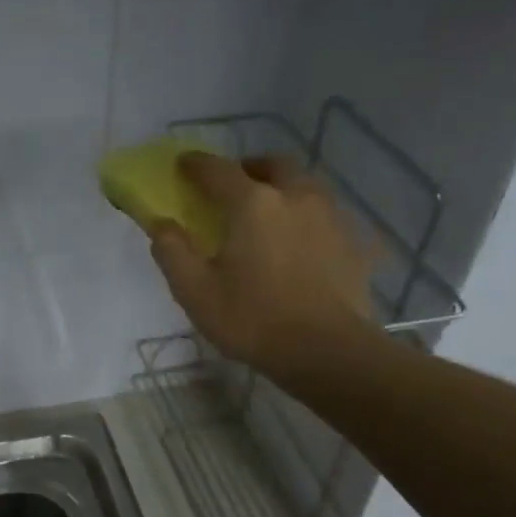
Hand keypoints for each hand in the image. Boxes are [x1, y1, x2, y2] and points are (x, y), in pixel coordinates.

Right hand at [150, 153, 381, 382]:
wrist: (328, 352)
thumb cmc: (253, 319)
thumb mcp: (195, 291)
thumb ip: (172, 251)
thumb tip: (161, 224)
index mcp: (253, 203)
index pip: (218, 170)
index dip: (196, 164)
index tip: (182, 164)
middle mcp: (295, 197)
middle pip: (273, 165)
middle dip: (250, 168)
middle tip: (234, 187)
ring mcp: (331, 218)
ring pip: (306, 186)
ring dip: (284, 188)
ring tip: (270, 213)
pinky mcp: (354, 243)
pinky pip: (328, 217)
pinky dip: (309, 219)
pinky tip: (303, 243)